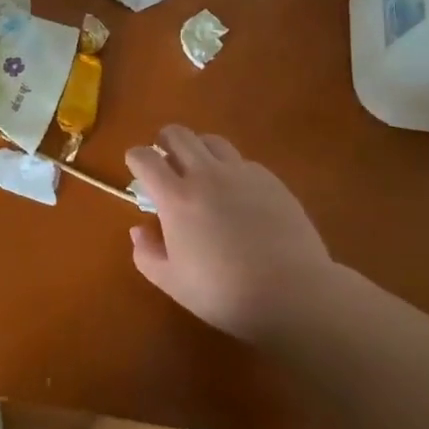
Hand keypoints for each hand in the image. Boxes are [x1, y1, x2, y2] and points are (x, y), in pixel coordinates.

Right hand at [125, 126, 337, 345]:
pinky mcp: (270, 180)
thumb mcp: (173, 283)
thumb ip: (147, 254)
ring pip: (211, 140)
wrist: (293, 293)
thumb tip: (139, 229)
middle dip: (164, 141)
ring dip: (198, 148)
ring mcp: (241, 173)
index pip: (145, 157)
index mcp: (176, 197)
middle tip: (165, 161)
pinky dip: (230, 168)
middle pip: (177, 134)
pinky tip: (238, 194)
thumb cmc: (224, 293)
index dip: (135, 158)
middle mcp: (206, 174)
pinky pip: (242, 161)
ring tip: (201, 170)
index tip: (136, 170)